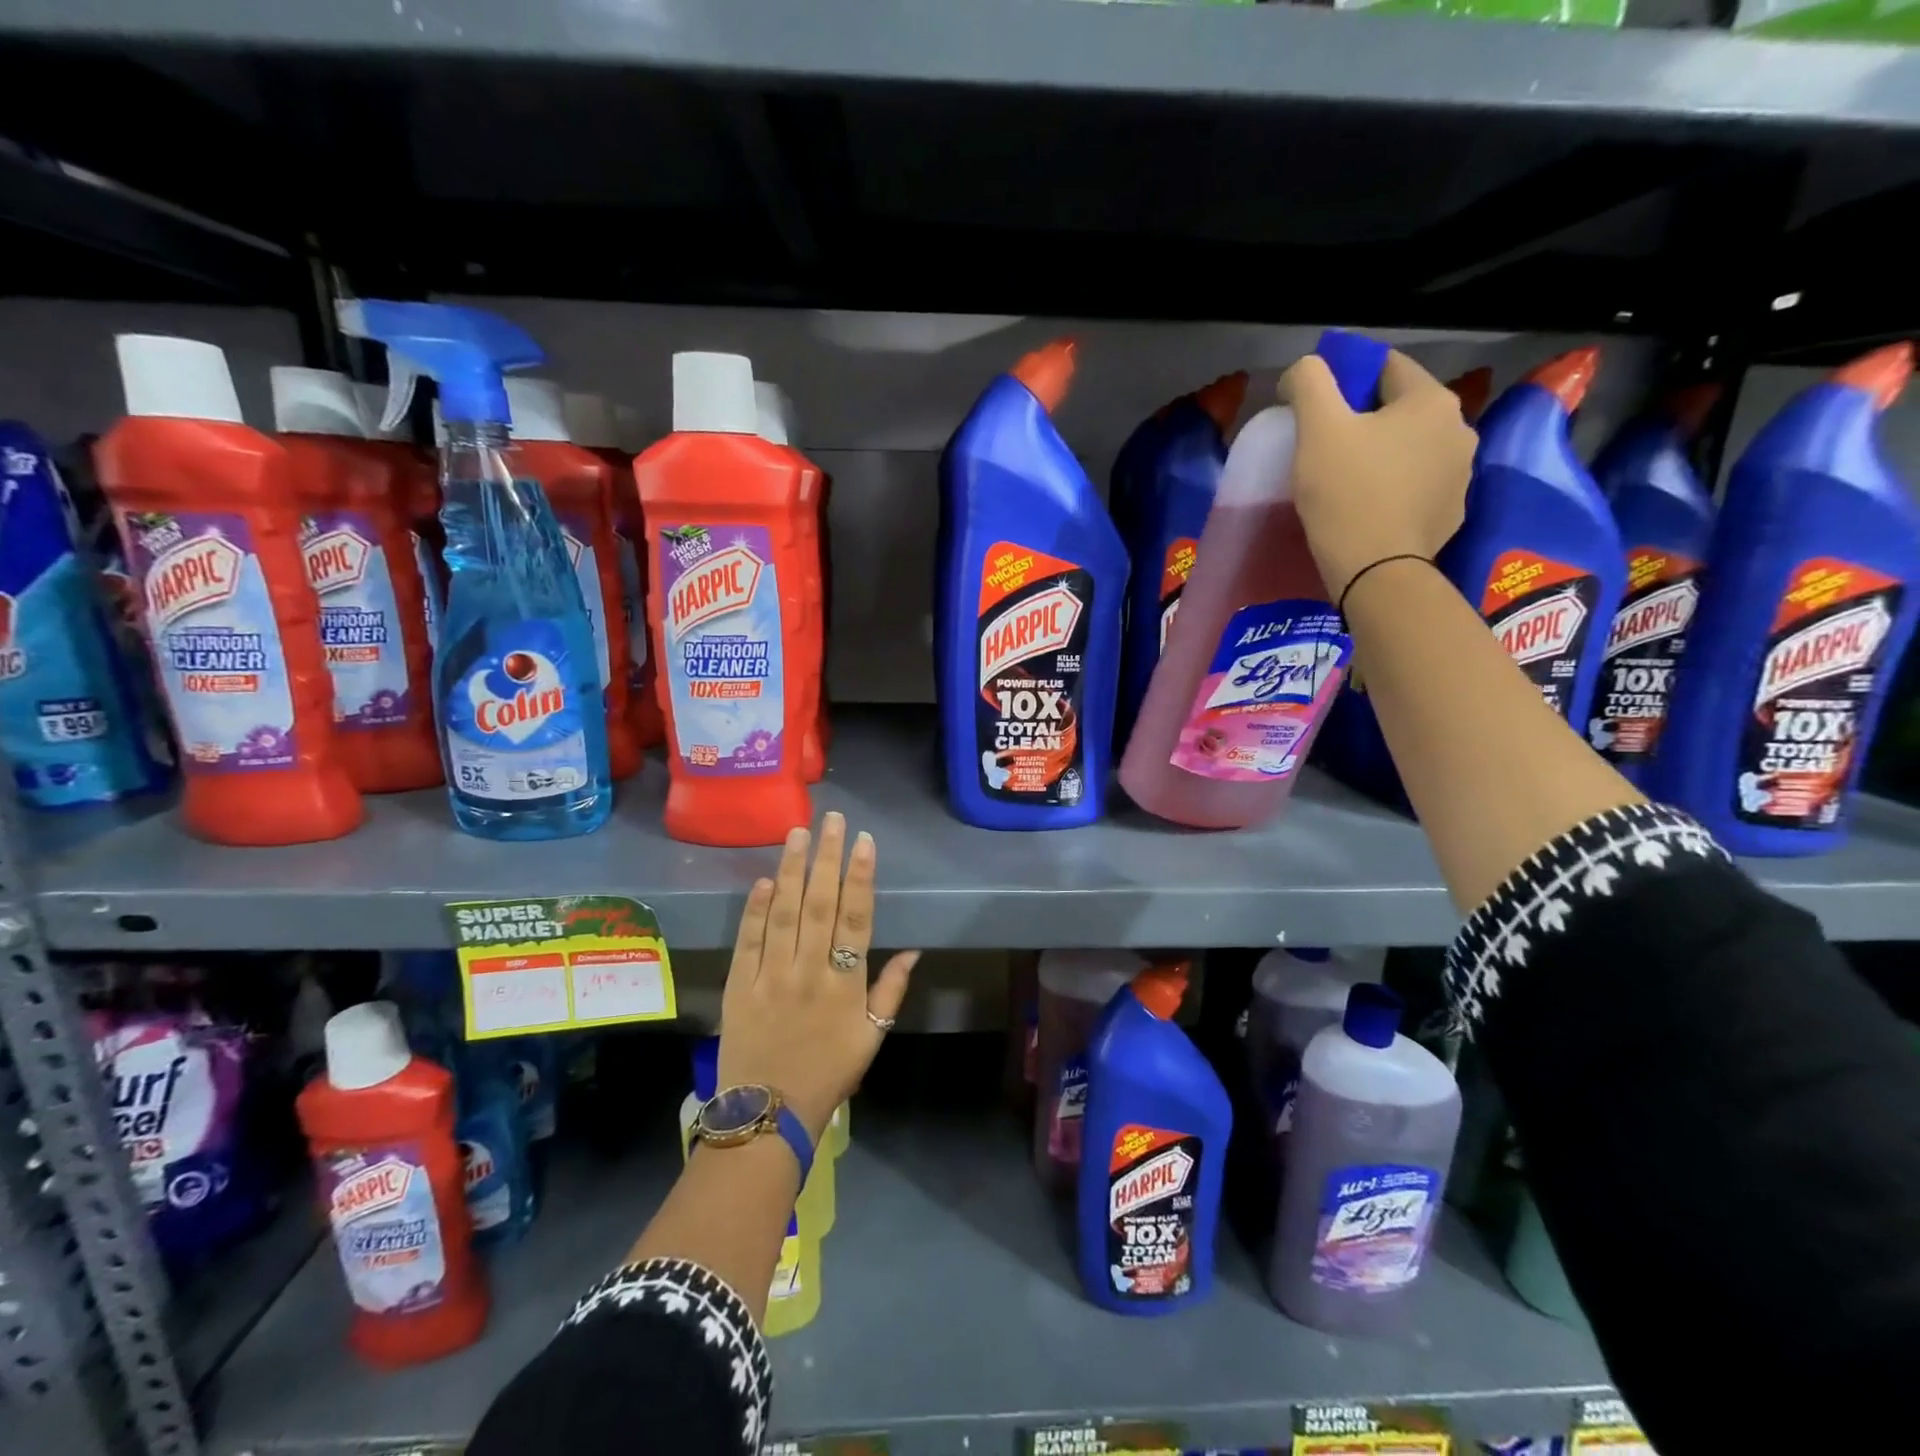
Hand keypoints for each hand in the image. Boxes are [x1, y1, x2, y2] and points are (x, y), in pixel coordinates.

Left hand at [717, 812, 918, 1143]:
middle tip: (831, 819)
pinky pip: (749, 940)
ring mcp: (772, 976)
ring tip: (797, 833)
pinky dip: (755, 909)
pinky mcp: (740, 985)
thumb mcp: (872, 1039)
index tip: (863, 841)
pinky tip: (764, 880)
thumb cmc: (828, 1074)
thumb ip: (891, 992)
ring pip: (783, 913)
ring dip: (791, 870)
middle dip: (826, 858)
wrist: (768, 1113)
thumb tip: (913, 950)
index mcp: (845, 984)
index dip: (860, 877)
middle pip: (819, 905)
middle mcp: (809, 971)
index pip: (856, 919)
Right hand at [1279, 349, 1476, 603]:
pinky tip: (1368, 506)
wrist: (1376, 571)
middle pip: (1402, 409)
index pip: (1386, 367)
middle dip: (1366, 419)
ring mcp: (1461, 474)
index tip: (1317, 403)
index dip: (1347, 378)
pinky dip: (1394, 487)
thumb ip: (1309, 383)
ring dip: (1383, 454)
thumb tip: (1305, 369)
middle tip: (1327, 445)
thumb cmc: (1346, 493)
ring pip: (1412, 449)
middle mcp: (1459, 429)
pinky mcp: (1452, 513)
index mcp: (1431, 400)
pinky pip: (1417, 486)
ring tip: (1346, 478)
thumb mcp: (1317, 429)